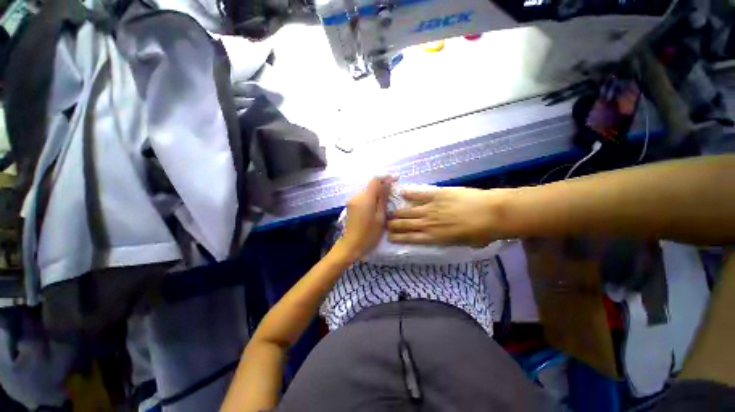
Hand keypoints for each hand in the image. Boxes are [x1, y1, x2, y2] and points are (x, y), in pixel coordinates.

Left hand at [335, 177, 393, 260]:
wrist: (351, 246)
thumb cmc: (369, 234)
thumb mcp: (380, 217)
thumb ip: (383, 198)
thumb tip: (388, 182)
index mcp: (365, 198)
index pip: (375, 180)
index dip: (385, 178)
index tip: (395, 180)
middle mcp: (356, 196)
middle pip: (370, 186)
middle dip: (381, 187)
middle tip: (392, 196)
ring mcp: (351, 201)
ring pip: (367, 191)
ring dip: (375, 194)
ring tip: (384, 204)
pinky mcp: (350, 205)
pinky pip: (362, 197)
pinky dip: (370, 199)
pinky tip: (374, 208)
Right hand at [387, 187, 511, 246]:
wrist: (492, 213)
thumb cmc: (482, 233)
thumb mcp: (465, 244)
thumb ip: (451, 240)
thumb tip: (446, 237)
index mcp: (434, 237)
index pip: (410, 238)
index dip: (398, 238)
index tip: (389, 237)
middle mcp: (428, 223)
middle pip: (405, 224)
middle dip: (393, 225)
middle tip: (386, 224)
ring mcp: (431, 208)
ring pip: (408, 211)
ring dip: (398, 212)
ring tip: (390, 212)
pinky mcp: (437, 194)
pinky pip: (419, 194)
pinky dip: (410, 194)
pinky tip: (402, 193)